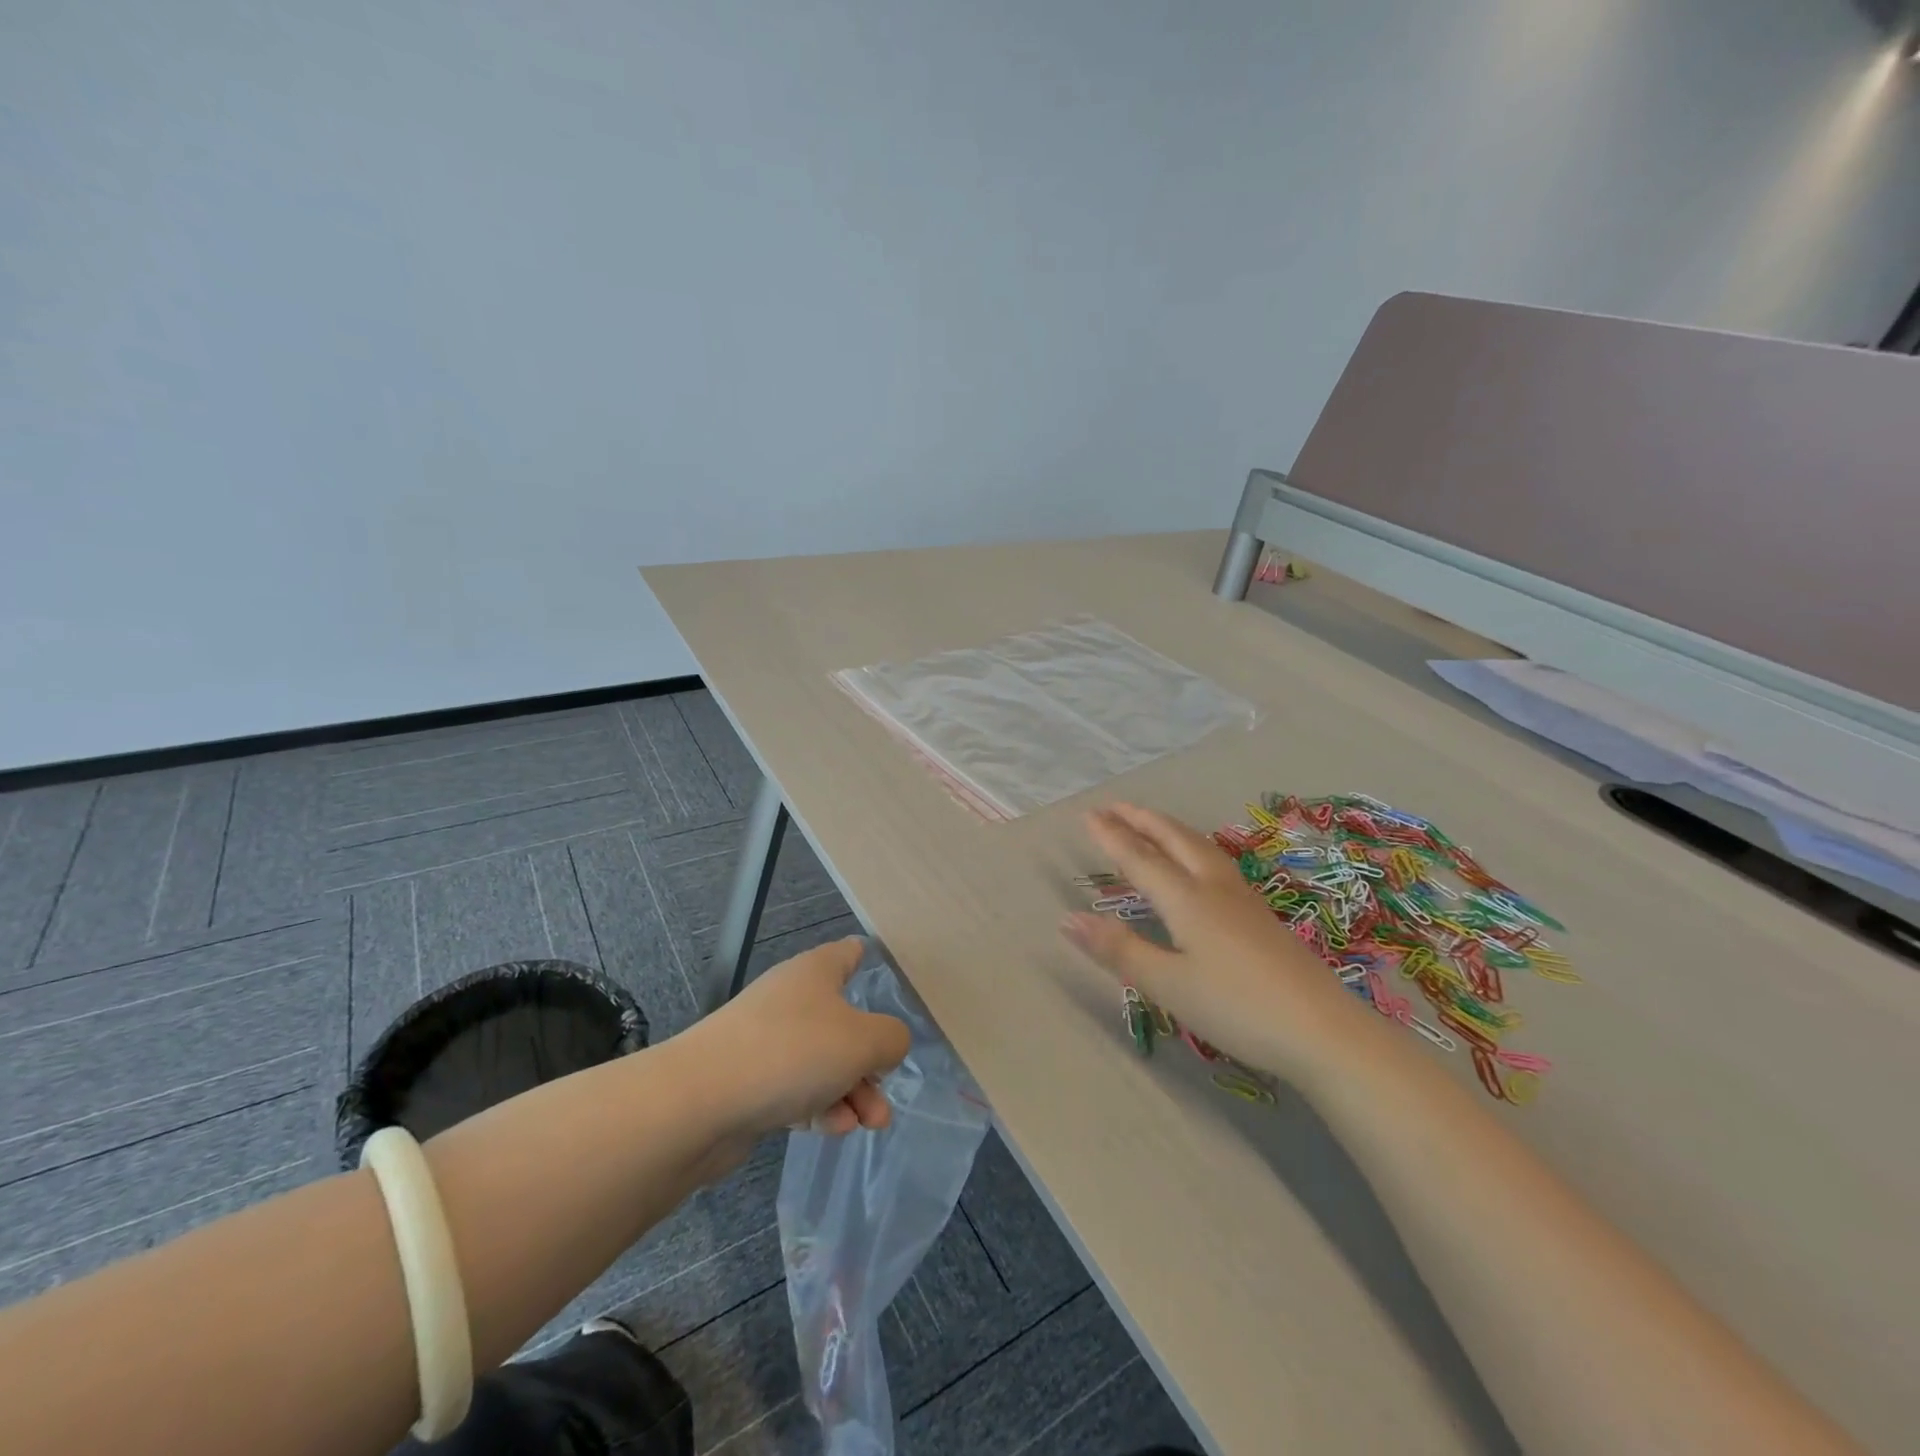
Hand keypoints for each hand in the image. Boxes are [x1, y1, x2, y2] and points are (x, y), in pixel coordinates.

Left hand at [695, 937, 911, 1139]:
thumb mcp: (863, 1041)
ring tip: (870, 1124)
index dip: (869, 962)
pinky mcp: (749, 1081)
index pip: (849, 953)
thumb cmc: (792, 1052)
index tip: (887, 981)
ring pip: (822, 1061)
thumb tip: (888, 1044)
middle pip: (843, 1021)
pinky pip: (795, 1089)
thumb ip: (891, 1039)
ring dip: (851, 1091)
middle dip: (870, 1060)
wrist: (701, 1101)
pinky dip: (819, 1106)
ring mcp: (766, 1040)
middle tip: (884, 1095)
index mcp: (816, 972)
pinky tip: (834, 1130)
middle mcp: (791, 999)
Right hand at [1060, 803, 1374, 1087]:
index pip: (1140, 859)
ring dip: (1169, 828)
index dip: (1112, 837)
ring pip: (1200, 846)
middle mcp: (1214, 887)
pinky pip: (1216, 860)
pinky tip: (1199, 860)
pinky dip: (1192, 845)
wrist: (1323, 1030)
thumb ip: (1119, 949)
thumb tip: (1068, 919)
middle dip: (1141, 820)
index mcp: (1187, 900)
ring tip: (1151, 822)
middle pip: (1174, 839)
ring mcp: (1243, 898)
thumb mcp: (1168, 985)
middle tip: (1113, 806)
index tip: (1087, 815)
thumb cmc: (1237, 1008)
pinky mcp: (1262, 914)